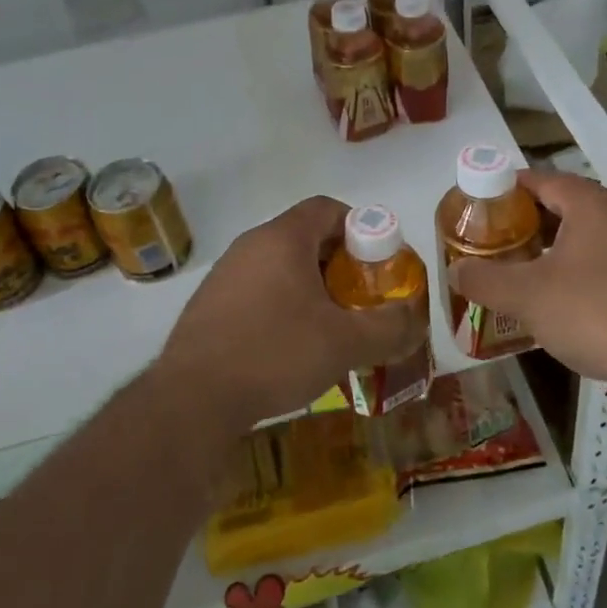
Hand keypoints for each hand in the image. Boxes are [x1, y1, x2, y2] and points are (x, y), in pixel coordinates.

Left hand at [158, 196, 427, 430]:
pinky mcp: (209, 305)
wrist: (192, 399)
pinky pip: (256, 290)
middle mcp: (251, 245)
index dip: (359, 227)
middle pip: (305, 237)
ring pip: (279, 266)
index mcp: (283, 238)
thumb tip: (414, 320)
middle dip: (339, 264)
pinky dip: (280, 305)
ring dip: (310, 287)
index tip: (377, 262)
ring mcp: (225, 274)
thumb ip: (388, 327)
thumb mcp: (344, 343)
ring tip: (328, 326)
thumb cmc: (275, 353)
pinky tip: (288, 346)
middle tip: (360, 299)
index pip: (327, 208)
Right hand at [448, 170, 606, 385]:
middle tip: (496, 238)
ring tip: (523, 266)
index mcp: (590, 203)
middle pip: (564, 205)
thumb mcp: (526, 295)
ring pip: (586, 234)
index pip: (541, 180)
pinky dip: (578, 267)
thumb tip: (455, 273)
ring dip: (554, 246)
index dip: (507, 188)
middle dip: (528, 220)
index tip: (481, 204)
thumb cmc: (592, 310)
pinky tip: (561, 296)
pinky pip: (604, 259)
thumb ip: (485, 280)